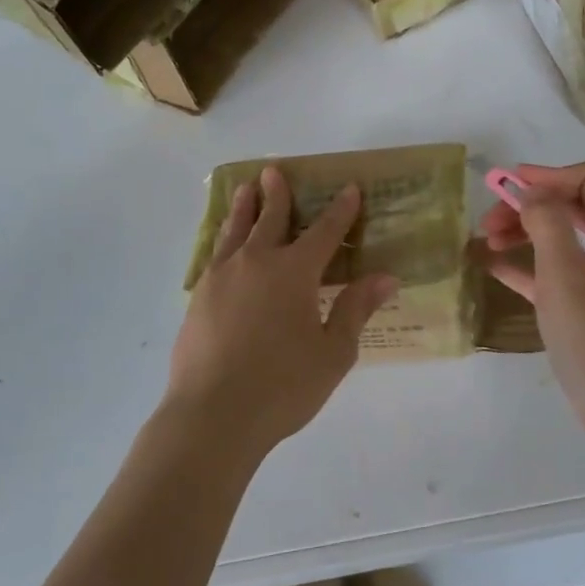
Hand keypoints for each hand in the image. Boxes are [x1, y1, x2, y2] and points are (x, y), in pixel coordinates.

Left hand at [168, 166, 396, 457]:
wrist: (212, 414)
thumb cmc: (282, 387)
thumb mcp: (333, 353)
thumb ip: (355, 310)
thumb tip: (385, 277)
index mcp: (293, 272)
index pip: (324, 232)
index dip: (340, 210)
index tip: (349, 188)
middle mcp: (256, 262)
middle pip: (270, 219)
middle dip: (277, 194)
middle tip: (273, 171)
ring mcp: (221, 277)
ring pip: (235, 230)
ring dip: (243, 207)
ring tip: (245, 189)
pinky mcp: (199, 297)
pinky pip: (215, 254)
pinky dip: (223, 239)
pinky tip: (223, 245)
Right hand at [481, 161, 584, 452]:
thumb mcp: (567, 282)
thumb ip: (549, 228)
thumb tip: (529, 191)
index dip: (551, 177)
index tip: (512, 190)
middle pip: (570, 205)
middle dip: (528, 205)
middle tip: (489, 222)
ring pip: (557, 235)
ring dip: (521, 231)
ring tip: (485, 243)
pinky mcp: (584, 303)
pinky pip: (550, 269)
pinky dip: (523, 262)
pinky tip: (490, 266)